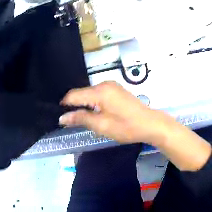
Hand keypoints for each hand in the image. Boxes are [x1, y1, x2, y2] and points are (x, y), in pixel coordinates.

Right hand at [59, 81, 177, 145]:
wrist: (151, 124)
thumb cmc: (126, 127)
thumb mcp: (101, 125)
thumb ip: (81, 119)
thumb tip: (62, 118)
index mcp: (99, 91)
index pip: (74, 95)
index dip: (64, 105)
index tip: (60, 117)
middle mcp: (104, 84)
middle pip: (82, 93)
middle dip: (74, 106)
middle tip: (70, 121)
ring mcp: (112, 86)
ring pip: (90, 94)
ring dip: (84, 105)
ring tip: (82, 119)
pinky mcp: (117, 90)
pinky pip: (99, 94)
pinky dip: (93, 103)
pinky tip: (94, 113)